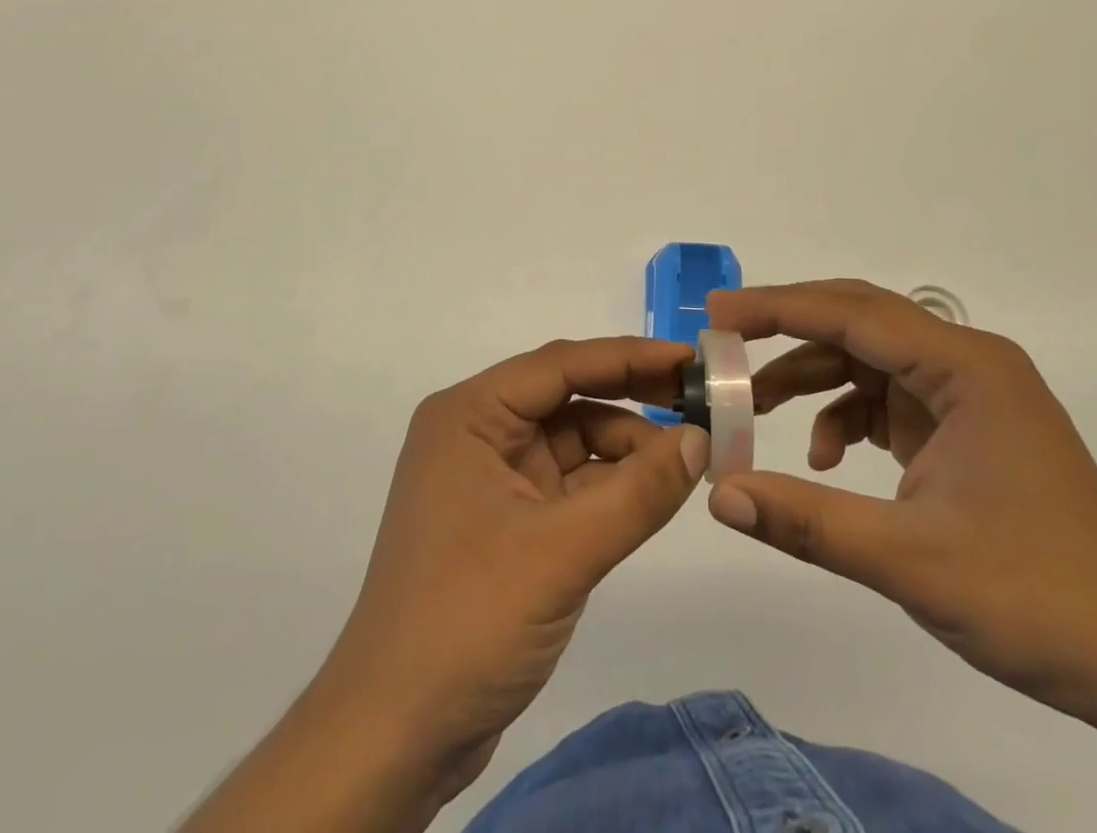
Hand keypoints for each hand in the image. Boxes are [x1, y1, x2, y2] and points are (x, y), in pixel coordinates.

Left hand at [185, 337, 708, 831]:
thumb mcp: (561, 552)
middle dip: (632, 398)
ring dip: (627, 448)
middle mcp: (477, 433)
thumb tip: (702, 439)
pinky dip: (610, 485)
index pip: (560, 365)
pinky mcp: (507, 522)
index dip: (630, 357)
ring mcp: (491, 479)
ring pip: (573, 441)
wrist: (393, 738)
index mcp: (470, 415)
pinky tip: (653, 493)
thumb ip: (637, 492)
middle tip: (702, 401)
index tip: (692, 359)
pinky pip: (569, 484)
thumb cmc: (467, 621)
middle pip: (567, 397)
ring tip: (688, 461)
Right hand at [705, 279, 1096, 725]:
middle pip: (861, 322)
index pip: (855, 313)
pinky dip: (846, 417)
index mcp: (967, 368)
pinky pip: (887, 400)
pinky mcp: (965, 430)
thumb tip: (718, 495)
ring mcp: (969, 396)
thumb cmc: (1037, 601)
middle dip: (789, 330)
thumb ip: (807, 520)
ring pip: (869, 361)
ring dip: (812, 379)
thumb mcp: (909, 560)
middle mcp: (969, 364)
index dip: (779, 307)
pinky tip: (826, 460)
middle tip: (725, 341)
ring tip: (756, 408)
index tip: (718, 312)